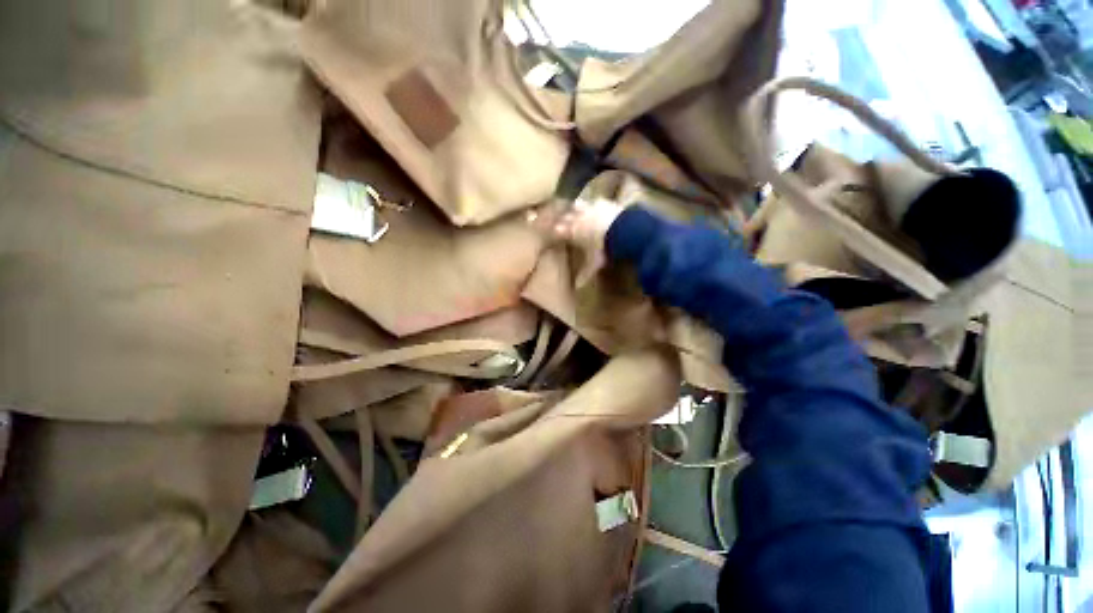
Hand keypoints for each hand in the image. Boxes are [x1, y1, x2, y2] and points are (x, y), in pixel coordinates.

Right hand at [529, 198, 624, 285]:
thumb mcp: (594, 263)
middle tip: (563, 219)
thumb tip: (577, 288)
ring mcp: (591, 208)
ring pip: (578, 205)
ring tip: (575, 207)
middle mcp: (578, 218)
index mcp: (573, 232)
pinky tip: (597, 203)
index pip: (559, 230)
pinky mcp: (604, 203)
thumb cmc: (603, 248)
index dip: (556, 230)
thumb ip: (585, 273)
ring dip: (576, 207)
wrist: (621, 230)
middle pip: (566, 216)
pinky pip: (596, 201)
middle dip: (564, 218)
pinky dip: (595, 203)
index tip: (554, 231)